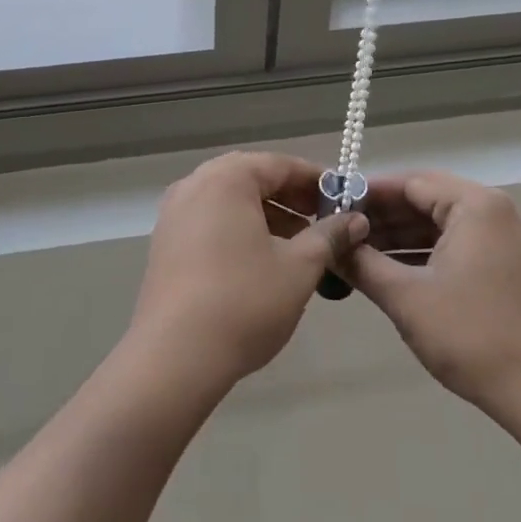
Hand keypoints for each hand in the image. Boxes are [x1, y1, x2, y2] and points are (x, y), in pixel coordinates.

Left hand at [129, 152, 367, 399]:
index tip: (344, 199)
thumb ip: (329, 236)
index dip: (315, 180)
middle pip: (251, 178)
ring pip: (229, 201)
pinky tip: (262, 260)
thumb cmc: (244, 302)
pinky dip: (239, 230)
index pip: (279, 164)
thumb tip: (355, 220)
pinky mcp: (165, 244)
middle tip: (324, 220)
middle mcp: (194, 185)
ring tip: (299, 244)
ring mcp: (174, 214)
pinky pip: (210, 221)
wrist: (175, 356)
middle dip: (290, 197)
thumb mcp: (299, 267)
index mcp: (226, 179)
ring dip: (266, 215)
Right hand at [341, 171, 520, 418]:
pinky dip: (427, 252)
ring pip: (443, 223)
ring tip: (358, 252)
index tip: (332, 206)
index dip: (368, 194)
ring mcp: (508, 238)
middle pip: (428, 199)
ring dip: (402, 236)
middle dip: (383, 216)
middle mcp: (497, 211)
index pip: (411, 183)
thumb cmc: (471, 336)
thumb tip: (329, 246)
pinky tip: (393, 269)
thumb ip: (362, 263)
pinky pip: (460, 243)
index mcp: (477, 205)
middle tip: (340, 231)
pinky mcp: (511, 264)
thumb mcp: (405, 297)